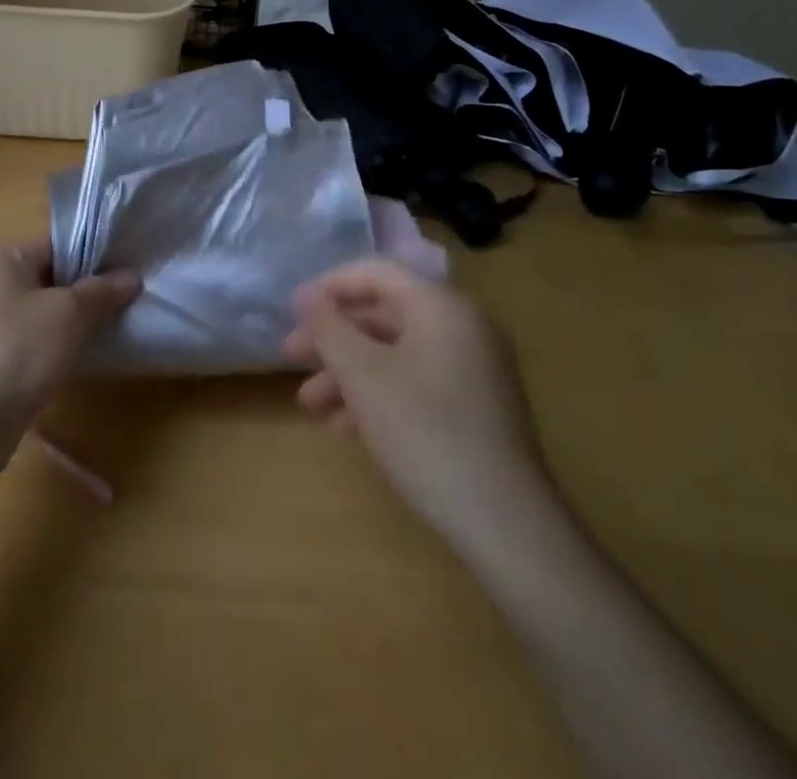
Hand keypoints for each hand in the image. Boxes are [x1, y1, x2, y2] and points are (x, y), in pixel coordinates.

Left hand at [0, 238, 140, 425]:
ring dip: (69, 321)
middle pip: (46, 277)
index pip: (54, 245)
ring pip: (38, 311)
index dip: (93, 256)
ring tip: (108, 328)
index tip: (125, 272)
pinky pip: (27, 339)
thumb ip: (102, 291)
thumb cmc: (20, 347)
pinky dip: (51, 345)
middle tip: (122, 301)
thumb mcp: (69, 313)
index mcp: (0, 258)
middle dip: (83, 291)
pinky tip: (78, 357)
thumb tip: (133, 277)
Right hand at [282, 259, 547, 549]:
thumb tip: (306, 294)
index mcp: (441, 306)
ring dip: (348, 371)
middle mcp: (462, 326)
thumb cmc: (425, 432)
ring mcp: (474, 368)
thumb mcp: (362, 375)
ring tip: (310, 404)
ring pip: (396, 352)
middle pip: (383, 314)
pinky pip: (416, 380)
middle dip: (333, 337)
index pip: (375, 272)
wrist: (506, 525)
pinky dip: (379, 393)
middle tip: (290, 358)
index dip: (328, 287)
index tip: (291, 312)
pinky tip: (347, 427)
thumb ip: (328, 327)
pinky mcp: (476, 406)